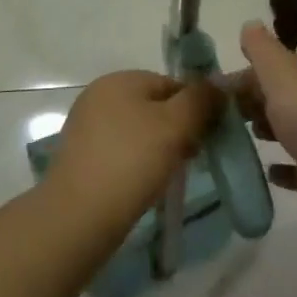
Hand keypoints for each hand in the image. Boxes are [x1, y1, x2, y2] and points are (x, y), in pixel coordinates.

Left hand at [45, 70, 220, 239]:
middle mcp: (99, 96)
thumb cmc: (131, 162)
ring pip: (138, 131)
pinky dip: (137, 164)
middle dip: (177, 130)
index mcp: (119, 79)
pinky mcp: (80, 158)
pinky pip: (121, 152)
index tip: (206, 138)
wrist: (77, 217)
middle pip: (155, 106)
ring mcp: (86, 127)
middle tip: (190, 159)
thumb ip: (201, 99)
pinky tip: (144, 186)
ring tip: (168, 176)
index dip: (195, 108)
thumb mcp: (176, 125)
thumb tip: (219, 84)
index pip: (172, 84)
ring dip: (159, 149)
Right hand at [229, 23, 296, 252]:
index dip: (242, 76)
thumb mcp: (283, 75)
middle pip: (278, 99)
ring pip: (287, 132)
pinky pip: (295, 172)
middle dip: (250, 103)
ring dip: (265, 131)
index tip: (209, 90)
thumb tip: (250, 23)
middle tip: (213, 115)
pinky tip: (264, 171)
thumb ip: (263, 51)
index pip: (270, 70)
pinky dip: (280, 170)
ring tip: (231, 138)